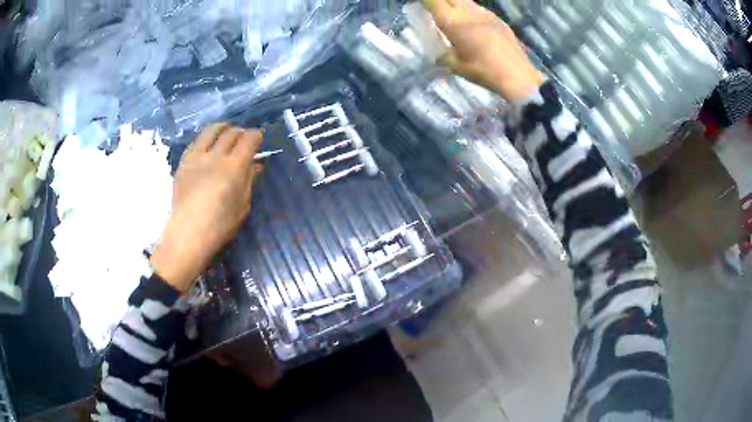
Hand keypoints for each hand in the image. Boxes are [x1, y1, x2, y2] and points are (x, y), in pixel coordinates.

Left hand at [151, 124, 264, 291]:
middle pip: (230, 133)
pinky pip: (195, 142)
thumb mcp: (242, 205)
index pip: (248, 140)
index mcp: (234, 168)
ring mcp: (197, 157)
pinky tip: (207, 142)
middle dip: (240, 131)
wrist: (188, 233)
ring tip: (226, 130)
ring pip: (210, 131)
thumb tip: (256, 164)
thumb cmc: (220, 225)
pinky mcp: (183, 162)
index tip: (259, 137)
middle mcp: (215, 156)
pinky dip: (205, 138)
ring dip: (221, 127)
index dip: (256, 135)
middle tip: (244, 136)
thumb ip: (249, 181)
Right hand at [422, 0, 544, 100]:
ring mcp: (485, 13)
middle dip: (439, 1)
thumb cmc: (486, 72)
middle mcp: (468, 12)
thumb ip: (445, 57)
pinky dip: (469, 11)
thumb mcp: (458, 67)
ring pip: (464, 0)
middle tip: (435, 11)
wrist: (520, 77)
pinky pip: (477, 8)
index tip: (420, 6)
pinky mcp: (498, 19)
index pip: (433, 1)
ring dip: (455, 4)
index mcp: (454, 23)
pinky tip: (473, 25)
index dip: (425, 1)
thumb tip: (440, 55)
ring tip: (454, 18)